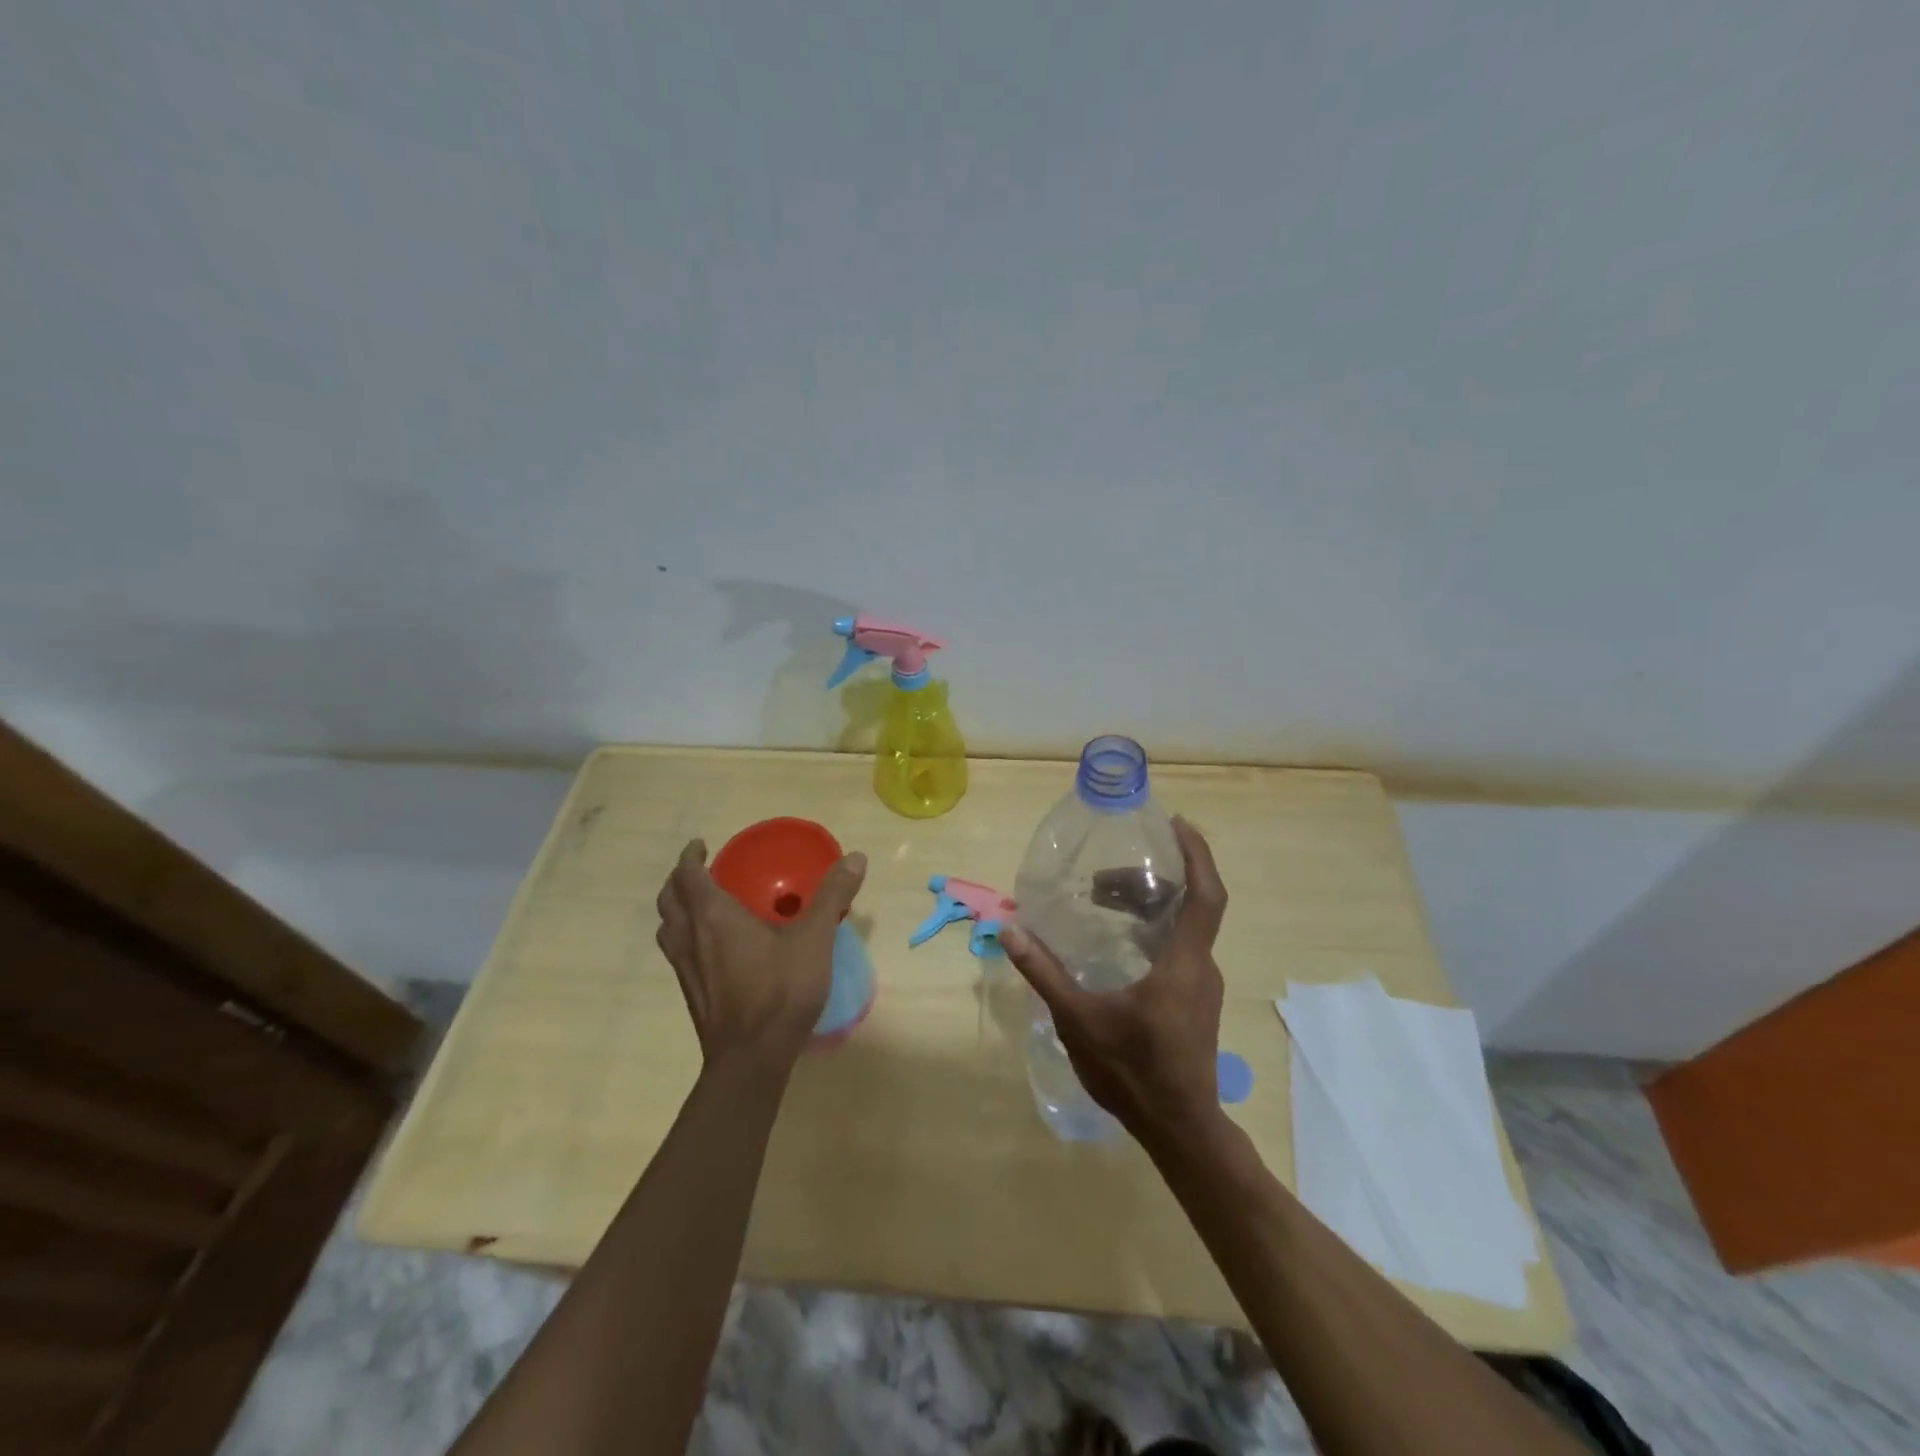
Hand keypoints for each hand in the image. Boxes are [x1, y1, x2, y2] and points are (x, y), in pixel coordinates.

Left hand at [655, 840, 867, 1072]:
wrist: (751, 1058)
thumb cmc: (780, 990)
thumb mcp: (814, 939)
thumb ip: (832, 896)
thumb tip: (855, 857)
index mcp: (713, 916)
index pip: (687, 876)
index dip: (690, 857)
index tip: (701, 846)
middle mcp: (691, 937)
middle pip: (669, 900)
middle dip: (679, 880)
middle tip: (702, 871)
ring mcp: (686, 969)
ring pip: (668, 928)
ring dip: (677, 910)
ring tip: (701, 905)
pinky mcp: (691, 993)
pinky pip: (677, 952)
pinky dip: (685, 936)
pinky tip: (714, 948)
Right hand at [1000, 818, 1227, 1145]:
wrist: (1179, 1129)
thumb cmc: (1133, 1072)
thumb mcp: (1079, 1020)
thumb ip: (1044, 973)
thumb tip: (1009, 931)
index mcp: (1183, 963)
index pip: (1206, 896)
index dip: (1196, 855)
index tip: (1176, 824)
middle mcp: (1200, 967)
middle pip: (1188, 905)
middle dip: (1151, 880)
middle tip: (1104, 875)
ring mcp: (1201, 986)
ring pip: (1182, 927)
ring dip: (1148, 906)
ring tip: (1103, 900)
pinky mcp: (1194, 1002)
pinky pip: (1178, 947)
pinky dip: (1151, 930)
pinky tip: (1118, 942)